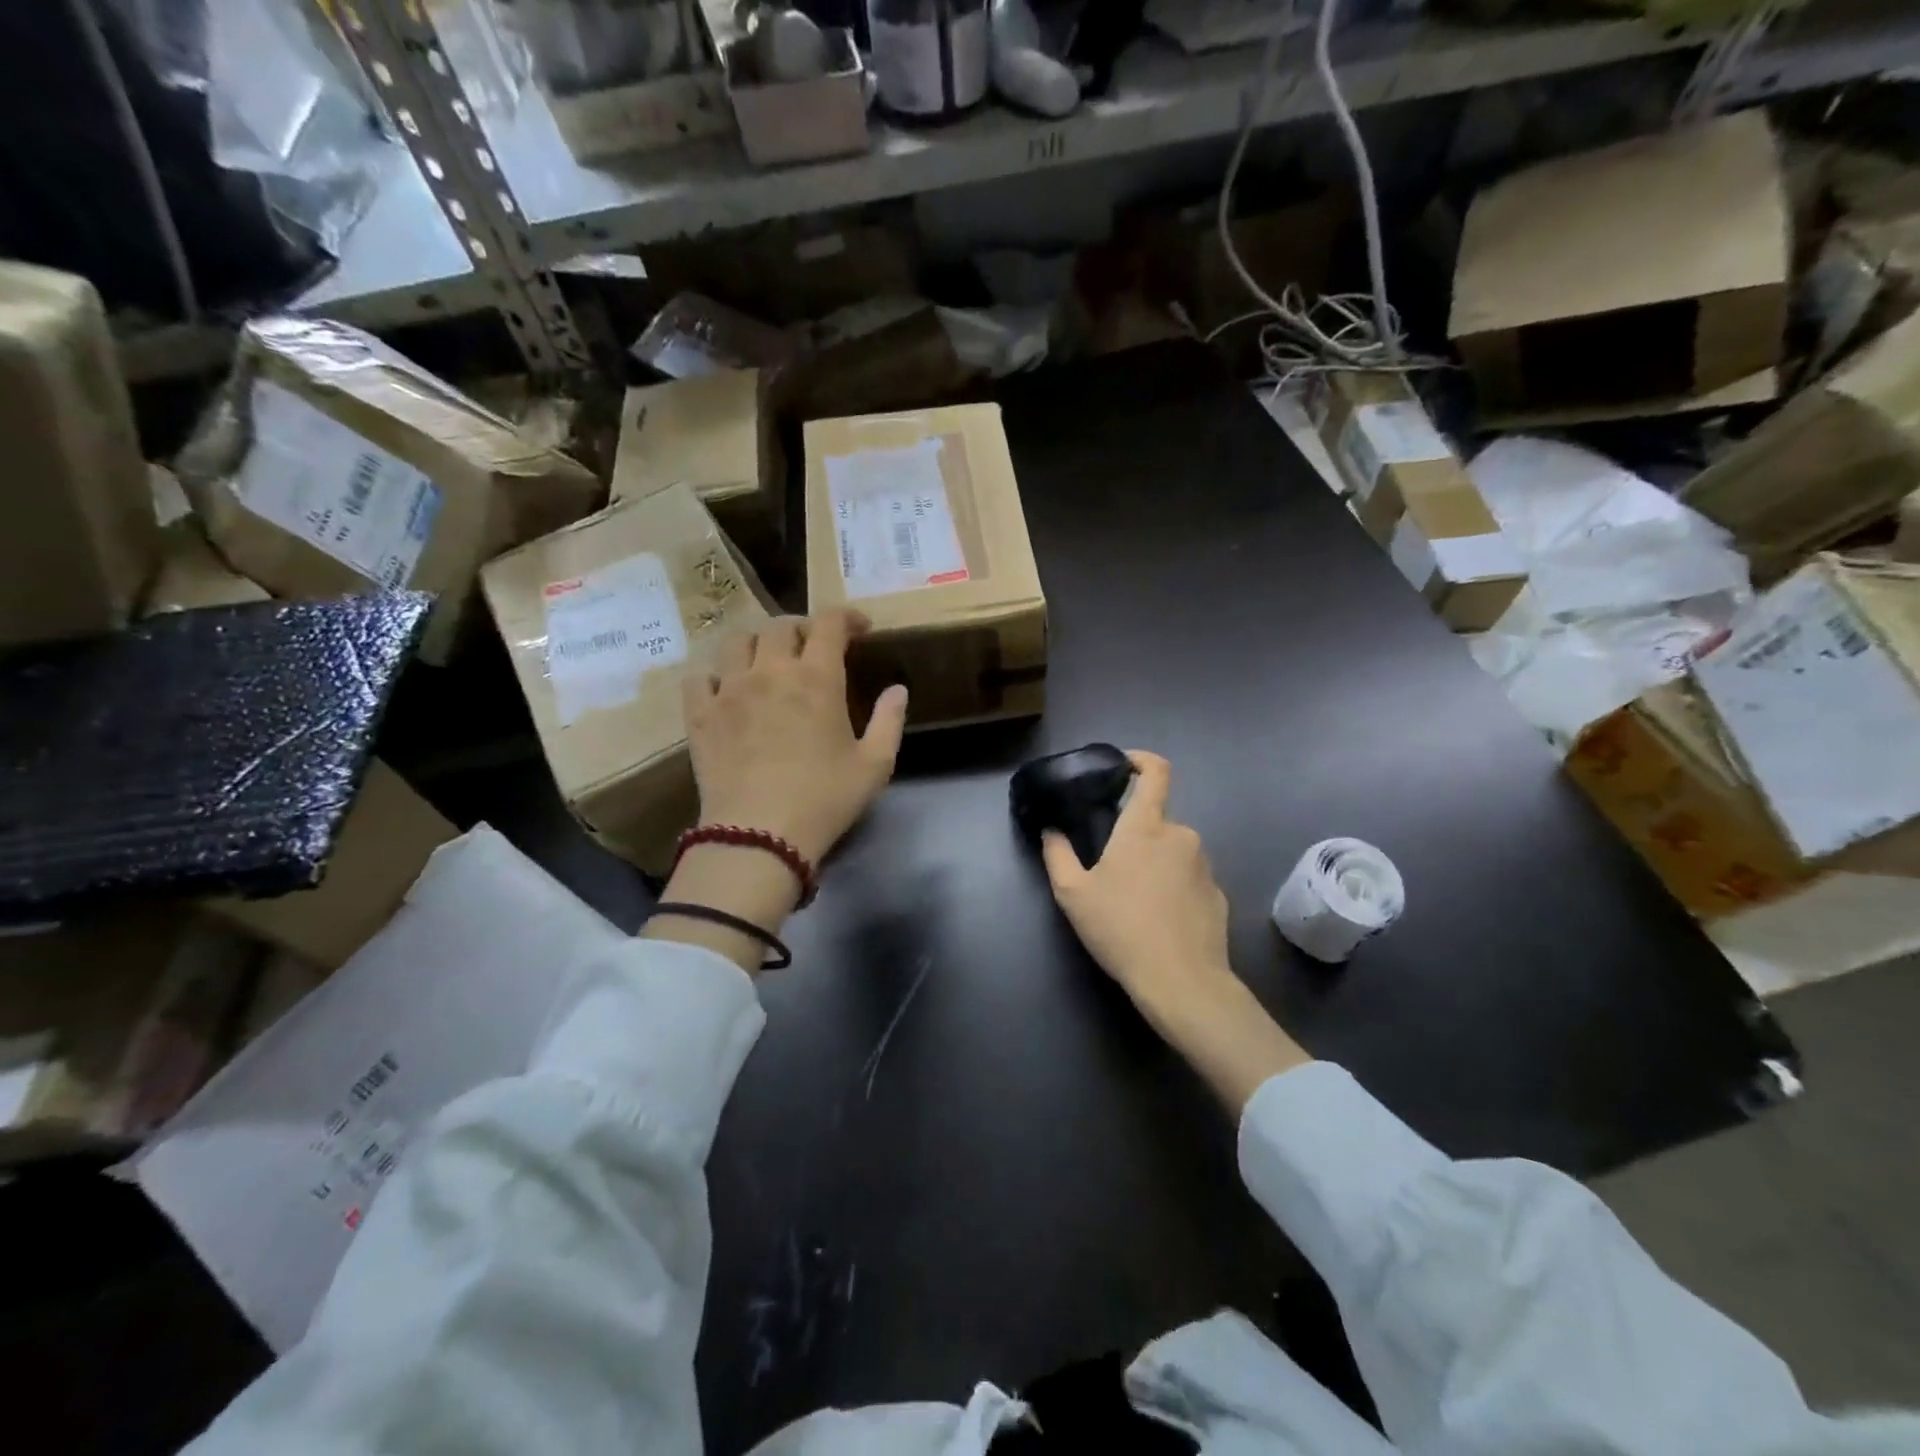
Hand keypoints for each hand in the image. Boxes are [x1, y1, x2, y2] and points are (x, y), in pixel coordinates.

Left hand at [683, 609, 907, 865]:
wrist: (759, 835)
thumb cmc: (824, 799)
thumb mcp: (874, 765)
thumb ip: (889, 721)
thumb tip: (898, 690)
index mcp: (816, 678)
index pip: (829, 623)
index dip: (846, 617)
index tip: (859, 629)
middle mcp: (770, 671)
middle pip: (780, 626)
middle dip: (802, 629)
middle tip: (814, 649)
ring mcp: (729, 690)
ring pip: (736, 642)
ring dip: (757, 644)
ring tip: (767, 662)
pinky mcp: (700, 715)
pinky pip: (700, 678)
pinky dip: (715, 677)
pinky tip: (726, 692)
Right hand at [1042, 751, 1309, 1109]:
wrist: (1182, 982)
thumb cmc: (1121, 928)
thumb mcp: (1073, 894)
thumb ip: (1057, 854)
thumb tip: (1051, 830)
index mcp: (1146, 826)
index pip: (1156, 772)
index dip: (1140, 761)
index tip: (1122, 767)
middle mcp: (1181, 835)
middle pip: (1155, 820)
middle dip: (1134, 835)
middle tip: (1109, 866)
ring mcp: (1204, 865)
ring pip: (1172, 850)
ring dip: (1153, 862)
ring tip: (1131, 900)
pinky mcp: (1217, 894)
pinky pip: (1188, 877)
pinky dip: (1172, 887)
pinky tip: (1157, 920)